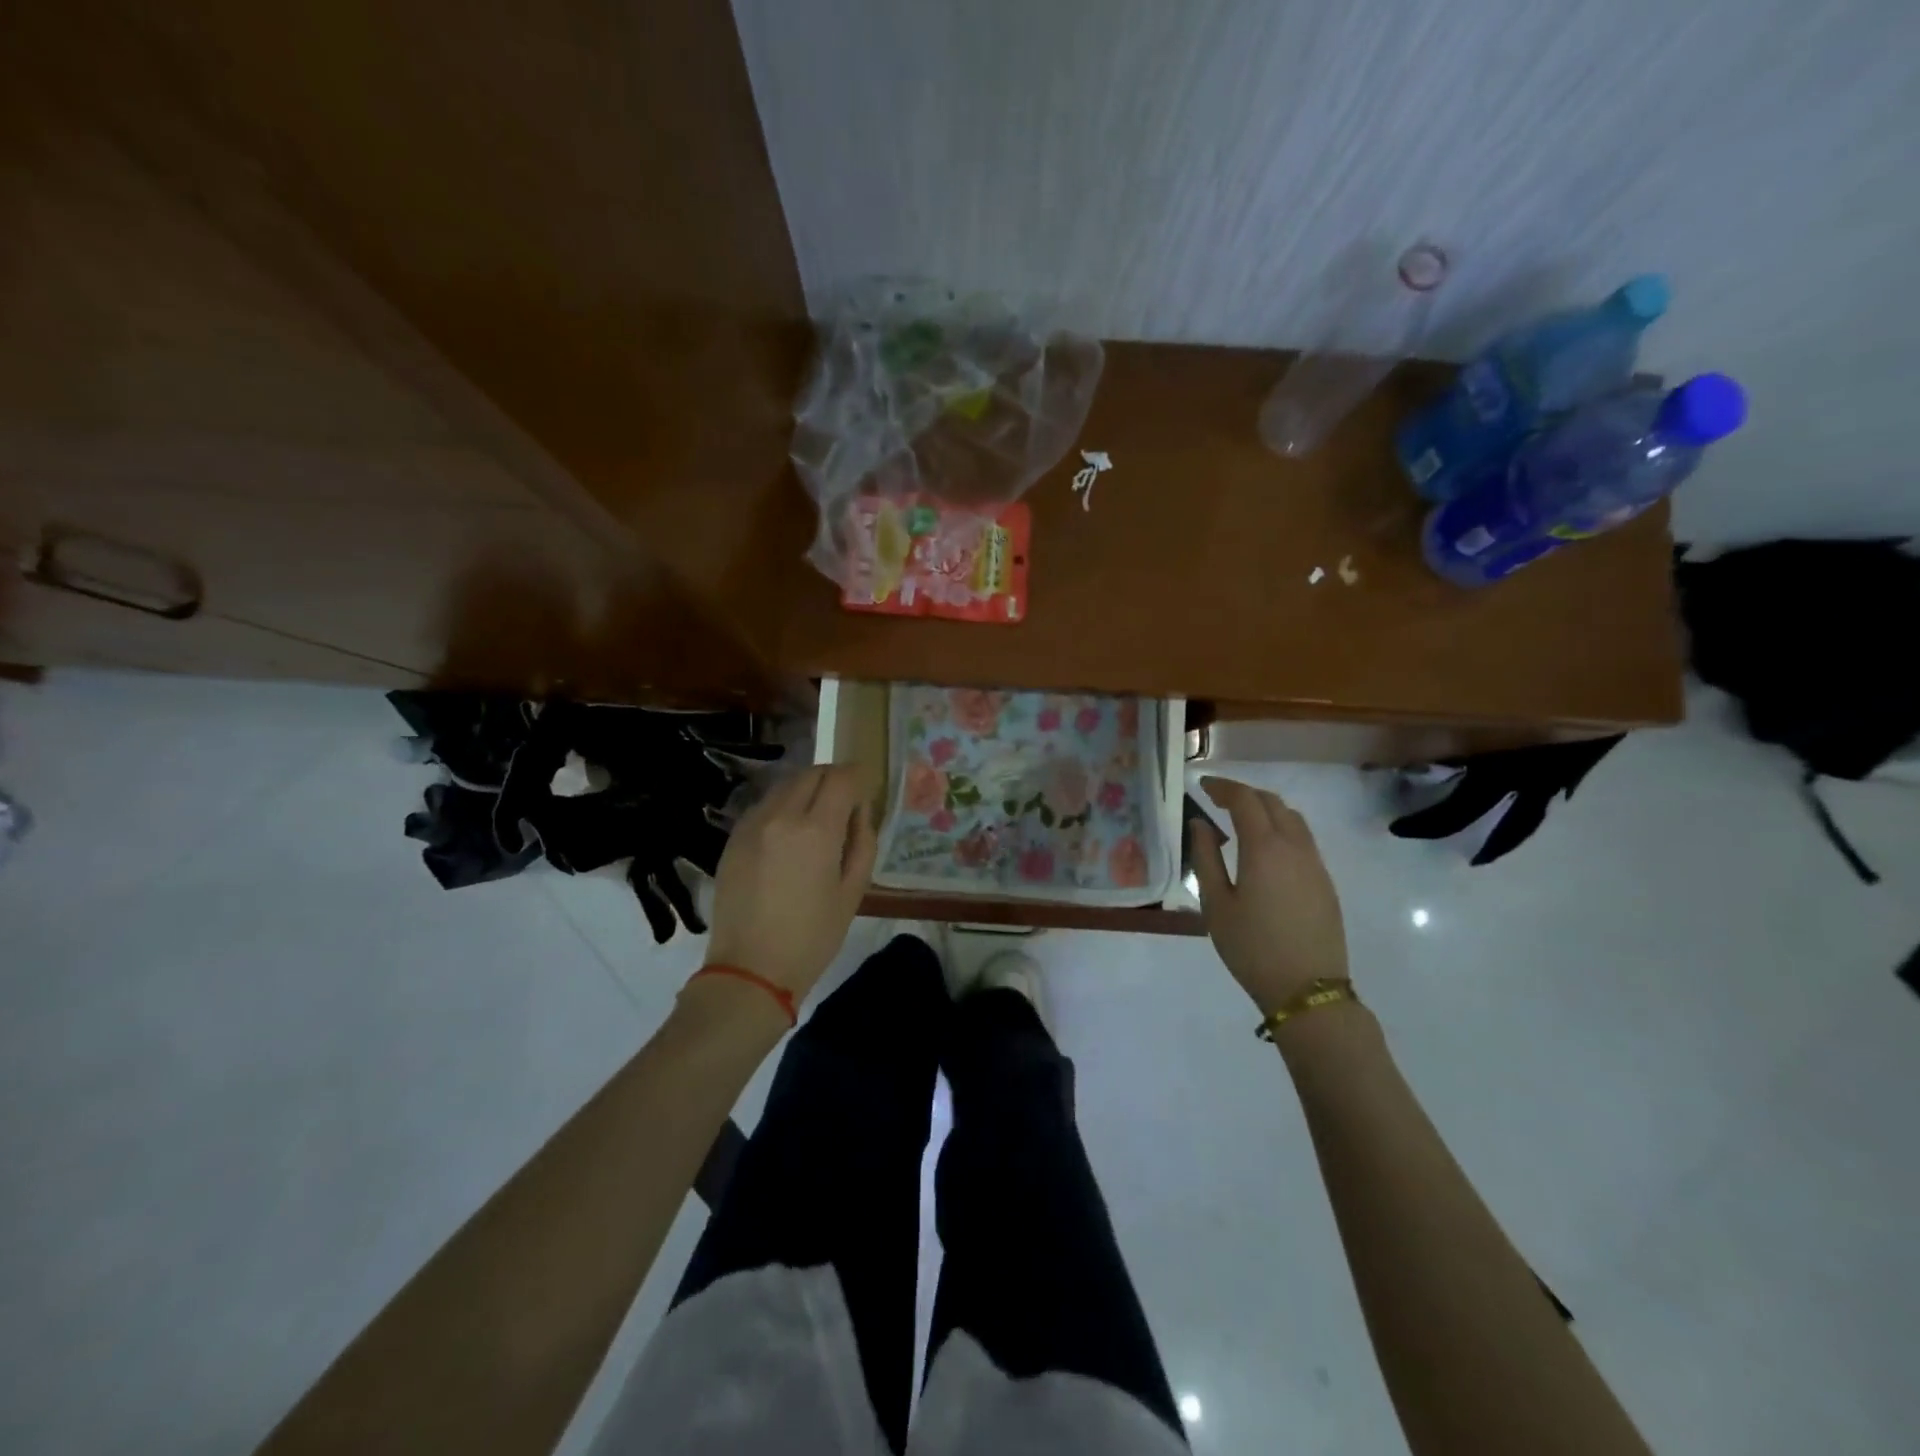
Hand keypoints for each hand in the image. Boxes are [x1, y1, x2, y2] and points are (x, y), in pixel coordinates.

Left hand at [703, 765, 877, 1002]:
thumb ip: (863, 842)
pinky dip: (783, 806)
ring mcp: (752, 825)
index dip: (859, 777)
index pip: (842, 778)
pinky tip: (788, 834)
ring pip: (785, 785)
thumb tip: (859, 812)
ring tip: (817, 818)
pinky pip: (764, 805)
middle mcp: (781, 816)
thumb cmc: (813, 937)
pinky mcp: (733, 838)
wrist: (750, 970)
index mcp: (817, 830)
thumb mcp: (853, 891)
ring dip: (807, 789)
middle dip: (833, 779)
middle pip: (812, 773)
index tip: (865, 791)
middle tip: (845, 802)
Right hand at [1190, 775, 1348, 1014]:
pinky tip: (1266, 850)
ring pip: (1293, 819)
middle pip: (1272, 802)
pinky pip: (1303, 840)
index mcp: (1264, 848)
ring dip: (1266, 810)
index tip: (1203, 786)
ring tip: (1242, 821)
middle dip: (1244, 794)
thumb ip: (1206, 858)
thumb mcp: (1216, 904)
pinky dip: (1282, 829)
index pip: (1245, 800)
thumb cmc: (1251, 948)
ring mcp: (1315, 864)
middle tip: (1218, 800)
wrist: (1308, 989)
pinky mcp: (1326, 882)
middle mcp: (1294, 847)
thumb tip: (1200, 825)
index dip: (1223, 787)